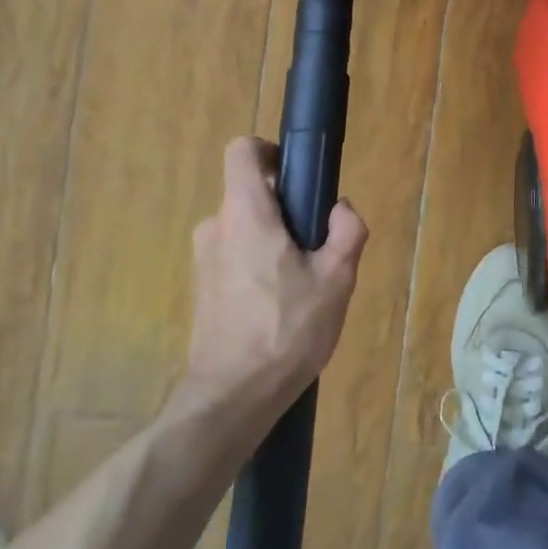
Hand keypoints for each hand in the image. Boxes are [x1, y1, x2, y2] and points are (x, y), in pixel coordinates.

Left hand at [185, 137, 367, 402]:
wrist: (231, 397)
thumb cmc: (286, 330)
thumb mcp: (336, 279)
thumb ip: (346, 232)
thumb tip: (340, 210)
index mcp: (245, 213)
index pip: (242, 151)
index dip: (270, 152)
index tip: (296, 177)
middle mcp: (216, 226)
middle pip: (250, 194)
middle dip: (285, 210)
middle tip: (316, 247)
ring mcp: (203, 258)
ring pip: (245, 228)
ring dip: (272, 241)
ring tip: (301, 283)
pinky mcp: (201, 287)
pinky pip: (234, 256)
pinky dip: (257, 265)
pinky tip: (278, 305)